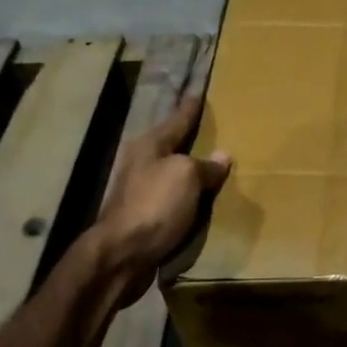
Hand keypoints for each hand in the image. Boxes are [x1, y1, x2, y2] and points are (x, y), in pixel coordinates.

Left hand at [94, 96, 230, 303]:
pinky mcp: (144, 215)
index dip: (190, 108)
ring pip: (171, 171)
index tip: (199, 93)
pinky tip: (201, 196)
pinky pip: (173, 197)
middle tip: (212, 127)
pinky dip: (187, 194)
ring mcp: (140, 190)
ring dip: (189, 168)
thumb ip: (206, 165)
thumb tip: (222, 157)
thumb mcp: (186, 176)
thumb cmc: (155, 205)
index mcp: (149, 145)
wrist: (123, 253)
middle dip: (189, 137)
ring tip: (212, 163)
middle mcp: (141, 163)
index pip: (177, 119)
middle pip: (171, 144)